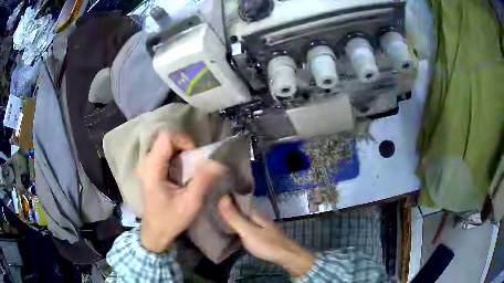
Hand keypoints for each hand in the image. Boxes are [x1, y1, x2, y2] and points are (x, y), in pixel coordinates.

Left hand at [139, 129, 225, 252]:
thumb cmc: (171, 220)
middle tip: (195, 164)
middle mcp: (147, 162)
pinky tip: (183, 173)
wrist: (155, 232)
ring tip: (190, 169)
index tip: (195, 157)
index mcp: (152, 168)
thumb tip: (217, 162)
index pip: (166, 136)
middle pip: (166, 138)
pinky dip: (177, 157)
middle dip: (184, 146)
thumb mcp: (190, 203)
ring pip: (166, 144)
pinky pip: (165, 153)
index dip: (184, 140)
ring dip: (182, 151)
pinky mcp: (151, 169)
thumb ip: (203, 181)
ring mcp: (148, 165)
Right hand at [218, 195, 314, 277]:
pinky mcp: (261, 235)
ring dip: (231, 219)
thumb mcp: (248, 232)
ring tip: (215, 219)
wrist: (288, 257)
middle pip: (240, 210)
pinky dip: (237, 228)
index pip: (238, 200)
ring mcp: (260, 226)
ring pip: (243, 219)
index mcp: (254, 213)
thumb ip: (234, 217)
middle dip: (226, 209)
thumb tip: (221, 196)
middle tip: (209, 209)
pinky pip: (246, 228)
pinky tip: (230, 231)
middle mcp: (257, 217)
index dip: (225, 197)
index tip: (210, 197)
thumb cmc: (267, 244)